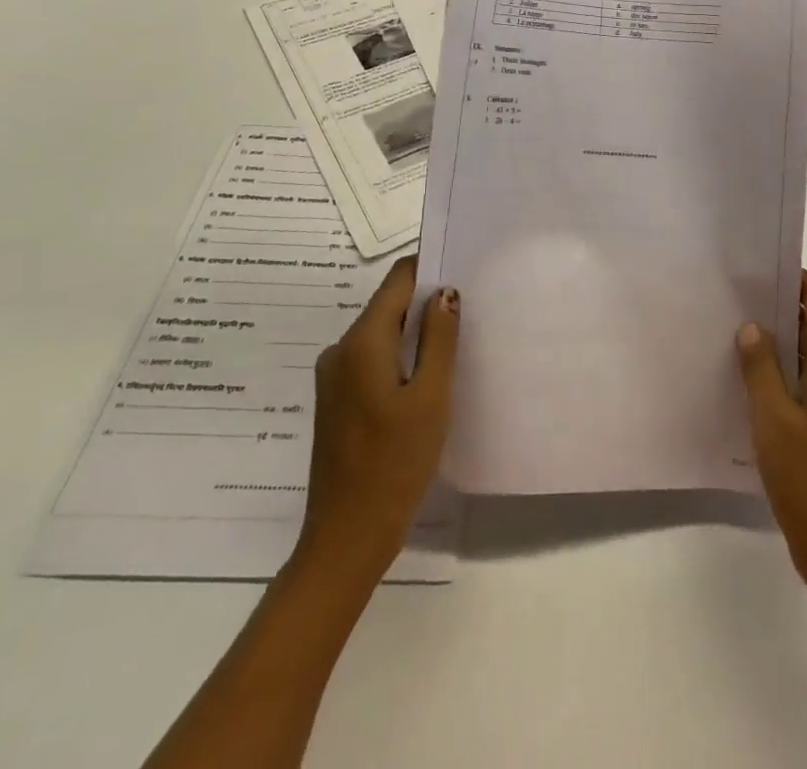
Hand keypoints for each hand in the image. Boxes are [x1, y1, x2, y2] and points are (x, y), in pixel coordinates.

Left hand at [297, 256, 458, 574]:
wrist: (346, 538)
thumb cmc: (394, 464)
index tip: (464, 267)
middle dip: (427, 302)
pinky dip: (401, 358)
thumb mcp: (430, 397)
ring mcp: (335, 377)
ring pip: (382, 334)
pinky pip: (373, 360)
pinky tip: (429, 377)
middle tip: (472, 307)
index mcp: (360, 342)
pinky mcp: (338, 401)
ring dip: (416, 333)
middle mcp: (340, 350)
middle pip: (388, 306)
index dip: (429, 268)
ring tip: (457, 340)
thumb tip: (445, 291)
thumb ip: (439, 339)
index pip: (397, 280)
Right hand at [736, 271, 806, 610]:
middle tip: (736, 300)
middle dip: (781, 306)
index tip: (756, 273)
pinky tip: (752, 379)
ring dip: (782, 339)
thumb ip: (761, 366)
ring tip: (737, 334)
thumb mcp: (772, 420)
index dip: (794, 277)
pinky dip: (787, 368)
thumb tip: (752, 325)